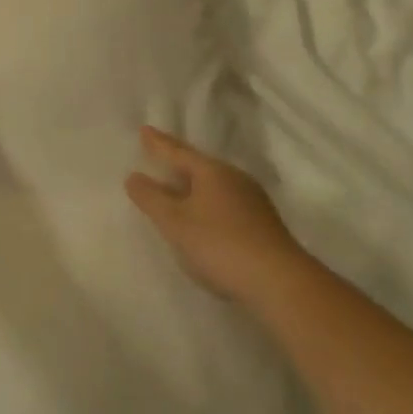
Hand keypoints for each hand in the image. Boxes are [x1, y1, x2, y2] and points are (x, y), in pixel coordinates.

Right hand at [125, 126, 300, 304]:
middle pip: (199, 166)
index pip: (178, 151)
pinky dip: (208, 205)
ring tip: (178, 189)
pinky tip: (204, 219)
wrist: (279, 282)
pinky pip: (226, 203)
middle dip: (178, 163)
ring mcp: (252, 201)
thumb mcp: (175, 222)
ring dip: (194, 186)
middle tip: (159, 157)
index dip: (158, 143)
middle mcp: (234, 178)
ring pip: (214, 186)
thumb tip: (133, 176)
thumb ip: (151, 198)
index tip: (144, 130)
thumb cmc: (219, 244)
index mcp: (211, 171)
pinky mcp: (262, 224)